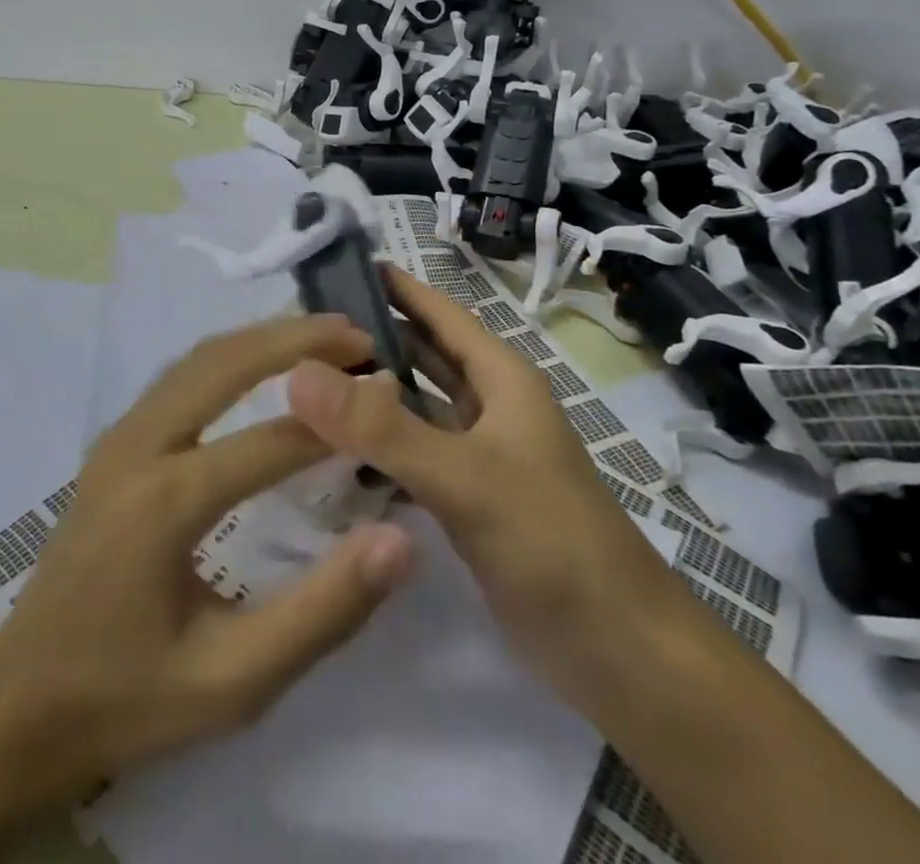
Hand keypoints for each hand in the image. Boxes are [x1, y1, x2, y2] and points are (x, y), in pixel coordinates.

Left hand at [0, 312, 417, 797]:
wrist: (19, 703)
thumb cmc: (129, 698)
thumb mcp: (233, 682)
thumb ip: (321, 612)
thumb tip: (398, 541)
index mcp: (166, 502)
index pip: (271, 442)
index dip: (338, 420)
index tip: (391, 397)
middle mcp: (138, 447)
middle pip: (224, 363)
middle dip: (295, 339)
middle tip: (358, 336)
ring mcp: (119, 436)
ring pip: (198, 358)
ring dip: (262, 338)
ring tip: (322, 337)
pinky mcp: (114, 441)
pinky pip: (180, 375)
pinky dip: (231, 355)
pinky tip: (263, 364)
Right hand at [287, 267, 680, 711]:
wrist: (620, 652)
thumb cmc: (551, 540)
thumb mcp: (464, 475)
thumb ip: (380, 426)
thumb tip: (299, 373)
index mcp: (500, 378)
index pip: (437, 312)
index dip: (393, 286)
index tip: (334, 267)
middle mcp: (489, 406)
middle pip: (421, 356)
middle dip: (370, 339)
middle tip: (301, 330)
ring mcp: (479, 455)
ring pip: (414, 407)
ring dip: (370, 394)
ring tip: (303, 383)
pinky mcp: (468, 500)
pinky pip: (411, 457)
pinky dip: (376, 449)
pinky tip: (329, 453)